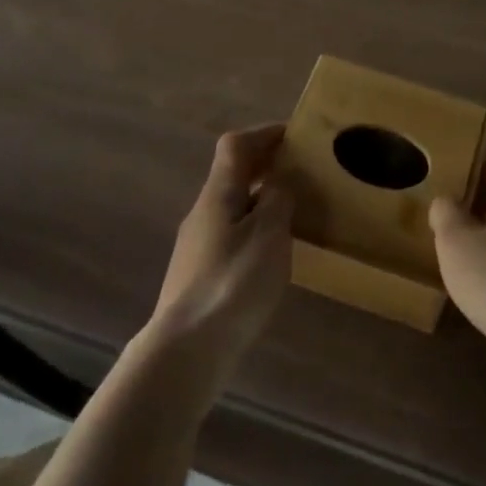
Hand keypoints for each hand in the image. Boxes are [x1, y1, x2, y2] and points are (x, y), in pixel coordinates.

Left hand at [149, 125, 293, 386]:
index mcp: (218, 194)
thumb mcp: (269, 234)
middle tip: (300, 172)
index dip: (263, 134)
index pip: (236, 146)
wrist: (185, 351)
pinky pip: (229, 235)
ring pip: (231, 206)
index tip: (294, 135)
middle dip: (264, 166)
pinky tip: (269, 254)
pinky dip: (252, 229)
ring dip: (259, 199)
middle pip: (231, 175)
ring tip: (291, 212)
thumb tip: (279, 181)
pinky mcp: (197, 276)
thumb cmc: (233, 283)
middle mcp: (202, 212)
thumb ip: (278, 200)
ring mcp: (196, 246)